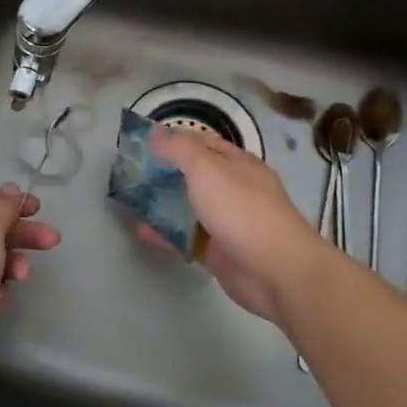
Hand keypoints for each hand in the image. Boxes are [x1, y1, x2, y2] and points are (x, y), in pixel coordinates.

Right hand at [145, 126, 333, 323]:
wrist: (277, 272)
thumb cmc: (242, 211)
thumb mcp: (206, 169)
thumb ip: (179, 149)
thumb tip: (155, 133)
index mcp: (236, 163)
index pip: (201, 142)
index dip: (173, 139)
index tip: (141, 143)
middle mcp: (232, 189)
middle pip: (192, 174)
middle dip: (163, 172)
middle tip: (129, 172)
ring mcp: (226, 221)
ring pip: (188, 207)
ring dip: (162, 203)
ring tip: (129, 199)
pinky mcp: (218, 251)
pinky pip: (186, 237)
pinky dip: (165, 234)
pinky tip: (141, 232)